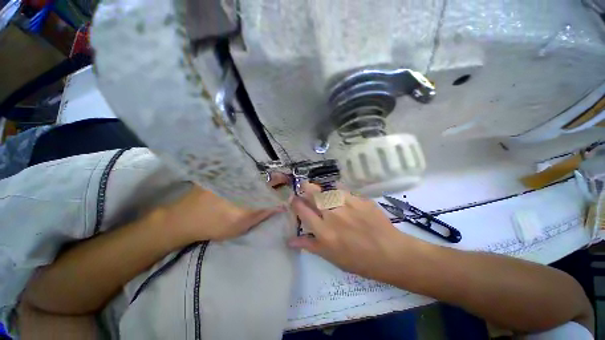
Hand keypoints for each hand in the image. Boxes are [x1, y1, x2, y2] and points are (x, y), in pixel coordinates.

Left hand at [162, 173, 288, 242]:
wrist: (184, 218)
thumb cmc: (215, 226)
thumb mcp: (242, 226)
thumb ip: (263, 213)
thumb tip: (281, 204)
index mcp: (246, 200)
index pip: (273, 189)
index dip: (284, 186)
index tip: (290, 186)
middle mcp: (241, 184)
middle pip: (267, 177)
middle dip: (279, 178)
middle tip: (284, 181)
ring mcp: (232, 176)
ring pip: (257, 172)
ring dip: (268, 175)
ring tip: (272, 179)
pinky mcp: (224, 172)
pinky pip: (245, 169)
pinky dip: (255, 172)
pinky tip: (256, 176)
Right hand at [288, 182, 417, 281]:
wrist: (390, 253)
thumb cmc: (358, 260)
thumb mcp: (331, 257)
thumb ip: (309, 245)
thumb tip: (290, 240)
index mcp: (323, 232)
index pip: (302, 210)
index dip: (295, 202)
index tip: (294, 199)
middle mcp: (332, 215)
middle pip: (313, 194)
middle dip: (305, 187)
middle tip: (304, 186)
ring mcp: (347, 205)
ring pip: (327, 189)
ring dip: (321, 189)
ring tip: (322, 192)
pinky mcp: (359, 199)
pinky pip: (343, 189)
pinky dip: (337, 190)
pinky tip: (338, 192)